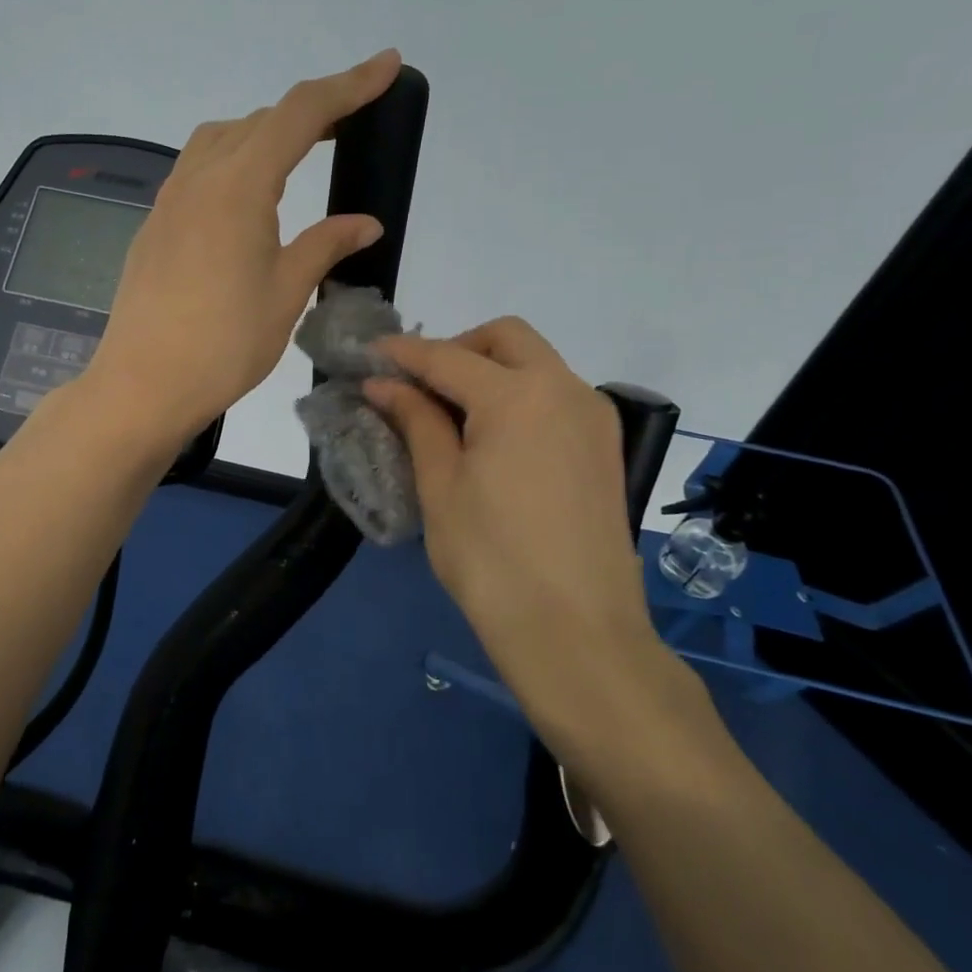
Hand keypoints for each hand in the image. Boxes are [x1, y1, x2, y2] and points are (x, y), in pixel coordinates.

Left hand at [85, 50, 402, 441]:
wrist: (142, 384)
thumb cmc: (224, 343)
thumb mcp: (286, 292)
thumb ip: (326, 245)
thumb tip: (365, 223)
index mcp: (239, 185)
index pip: (301, 114)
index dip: (348, 85)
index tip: (387, 65)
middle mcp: (199, 178)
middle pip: (259, 120)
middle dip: (310, 112)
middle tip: (351, 124)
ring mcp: (169, 200)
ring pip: (221, 139)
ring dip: (264, 133)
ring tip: (299, 154)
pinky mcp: (155, 224)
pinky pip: (198, 169)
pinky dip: (233, 161)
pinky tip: (247, 197)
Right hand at [366, 318, 678, 746]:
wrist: (577, 633)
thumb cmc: (492, 559)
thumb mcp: (440, 485)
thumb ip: (415, 421)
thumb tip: (383, 384)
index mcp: (519, 395)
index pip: (447, 357)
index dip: (402, 353)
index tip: (368, 354)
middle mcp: (565, 389)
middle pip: (505, 338)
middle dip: (456, 347)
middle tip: (418, 385)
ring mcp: (592, 417)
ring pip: (535, 363)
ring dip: (489, 370)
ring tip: (448, 414)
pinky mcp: (603, 446)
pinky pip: (554, 395)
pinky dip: (517, 395)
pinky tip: (490, 436)